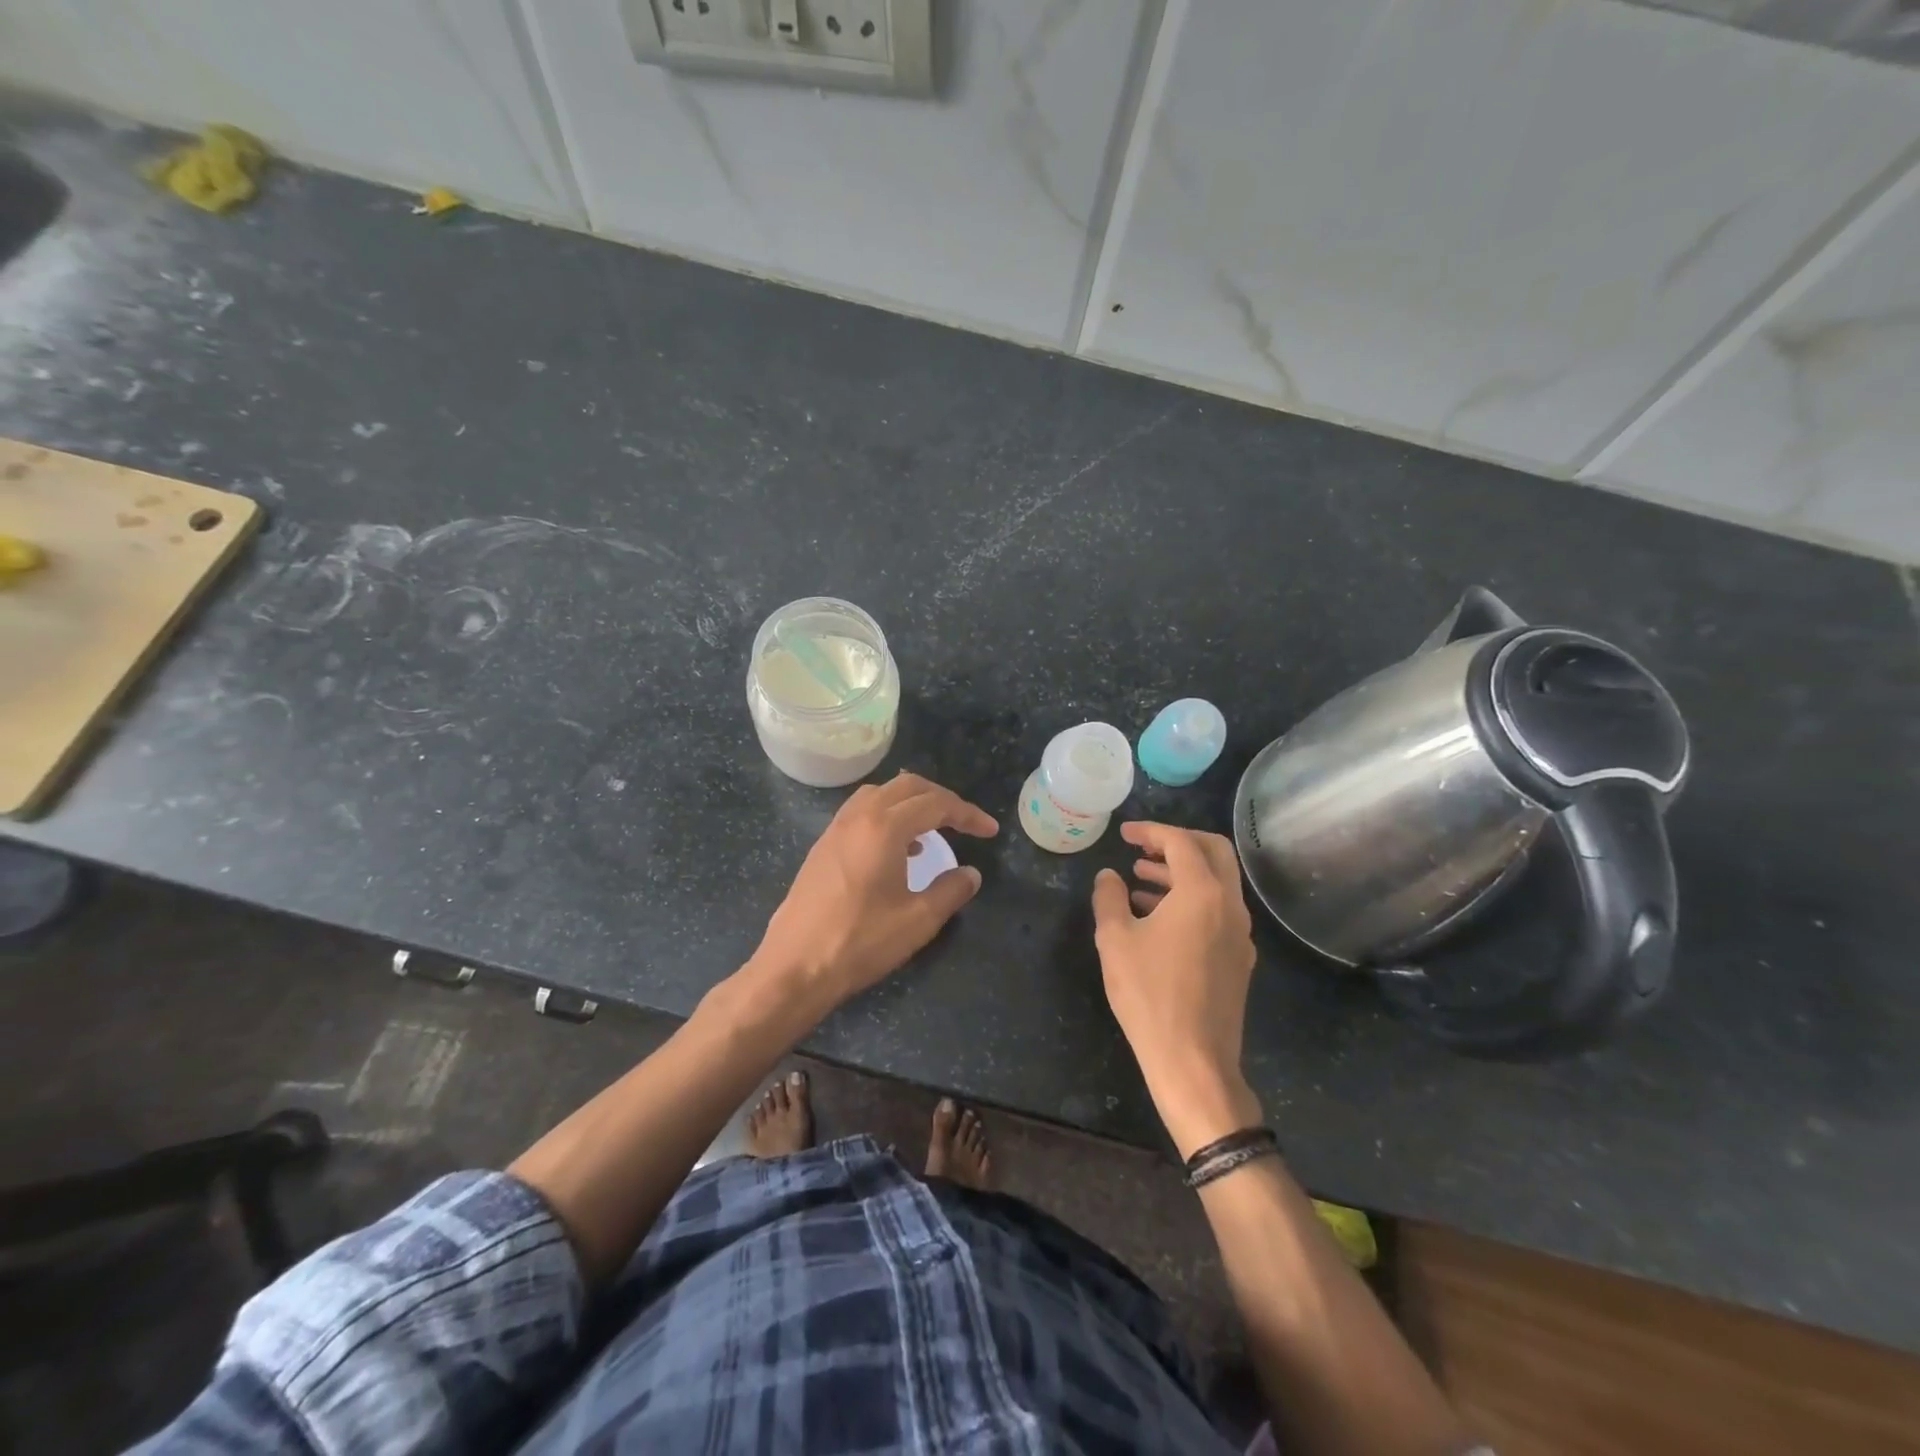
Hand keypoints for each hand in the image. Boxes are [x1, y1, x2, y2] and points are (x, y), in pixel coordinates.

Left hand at [755, 772, 997, 1006]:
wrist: (794, 966)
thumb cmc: (860, 941)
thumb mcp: (918, 920)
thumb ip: (951, 890)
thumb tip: (970, 874)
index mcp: (885, 827)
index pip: (936, 804)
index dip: (968, 814)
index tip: (989, 831)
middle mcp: (858, 816)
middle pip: (907, 787)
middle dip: (941, 798)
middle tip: (964, 822)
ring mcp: (835, 829)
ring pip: (880, 794)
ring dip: (910, 803)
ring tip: (931, 831)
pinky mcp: (822, 846)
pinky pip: (861, 812)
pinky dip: (886, 815)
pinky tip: (896, 849)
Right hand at [1092, 822, 1262, 1157]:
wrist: (1193, 1061)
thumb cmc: (1149, 994)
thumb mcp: (1115, 940)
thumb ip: (1109, 898)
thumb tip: (1109, 877)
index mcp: (1203, 893)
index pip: (1181, 842)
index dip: (1151, 831)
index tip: (1124, 834)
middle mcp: (1230, 905)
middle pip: (1213, 852)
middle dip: (1177, 842)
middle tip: (1142, 848)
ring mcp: (1240, 934)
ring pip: (1216, 883)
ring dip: (1181, 873)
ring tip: (1140, 880)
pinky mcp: (1239, 959)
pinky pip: (1217, 911)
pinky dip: (1190, 900)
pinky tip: (1157, 918)